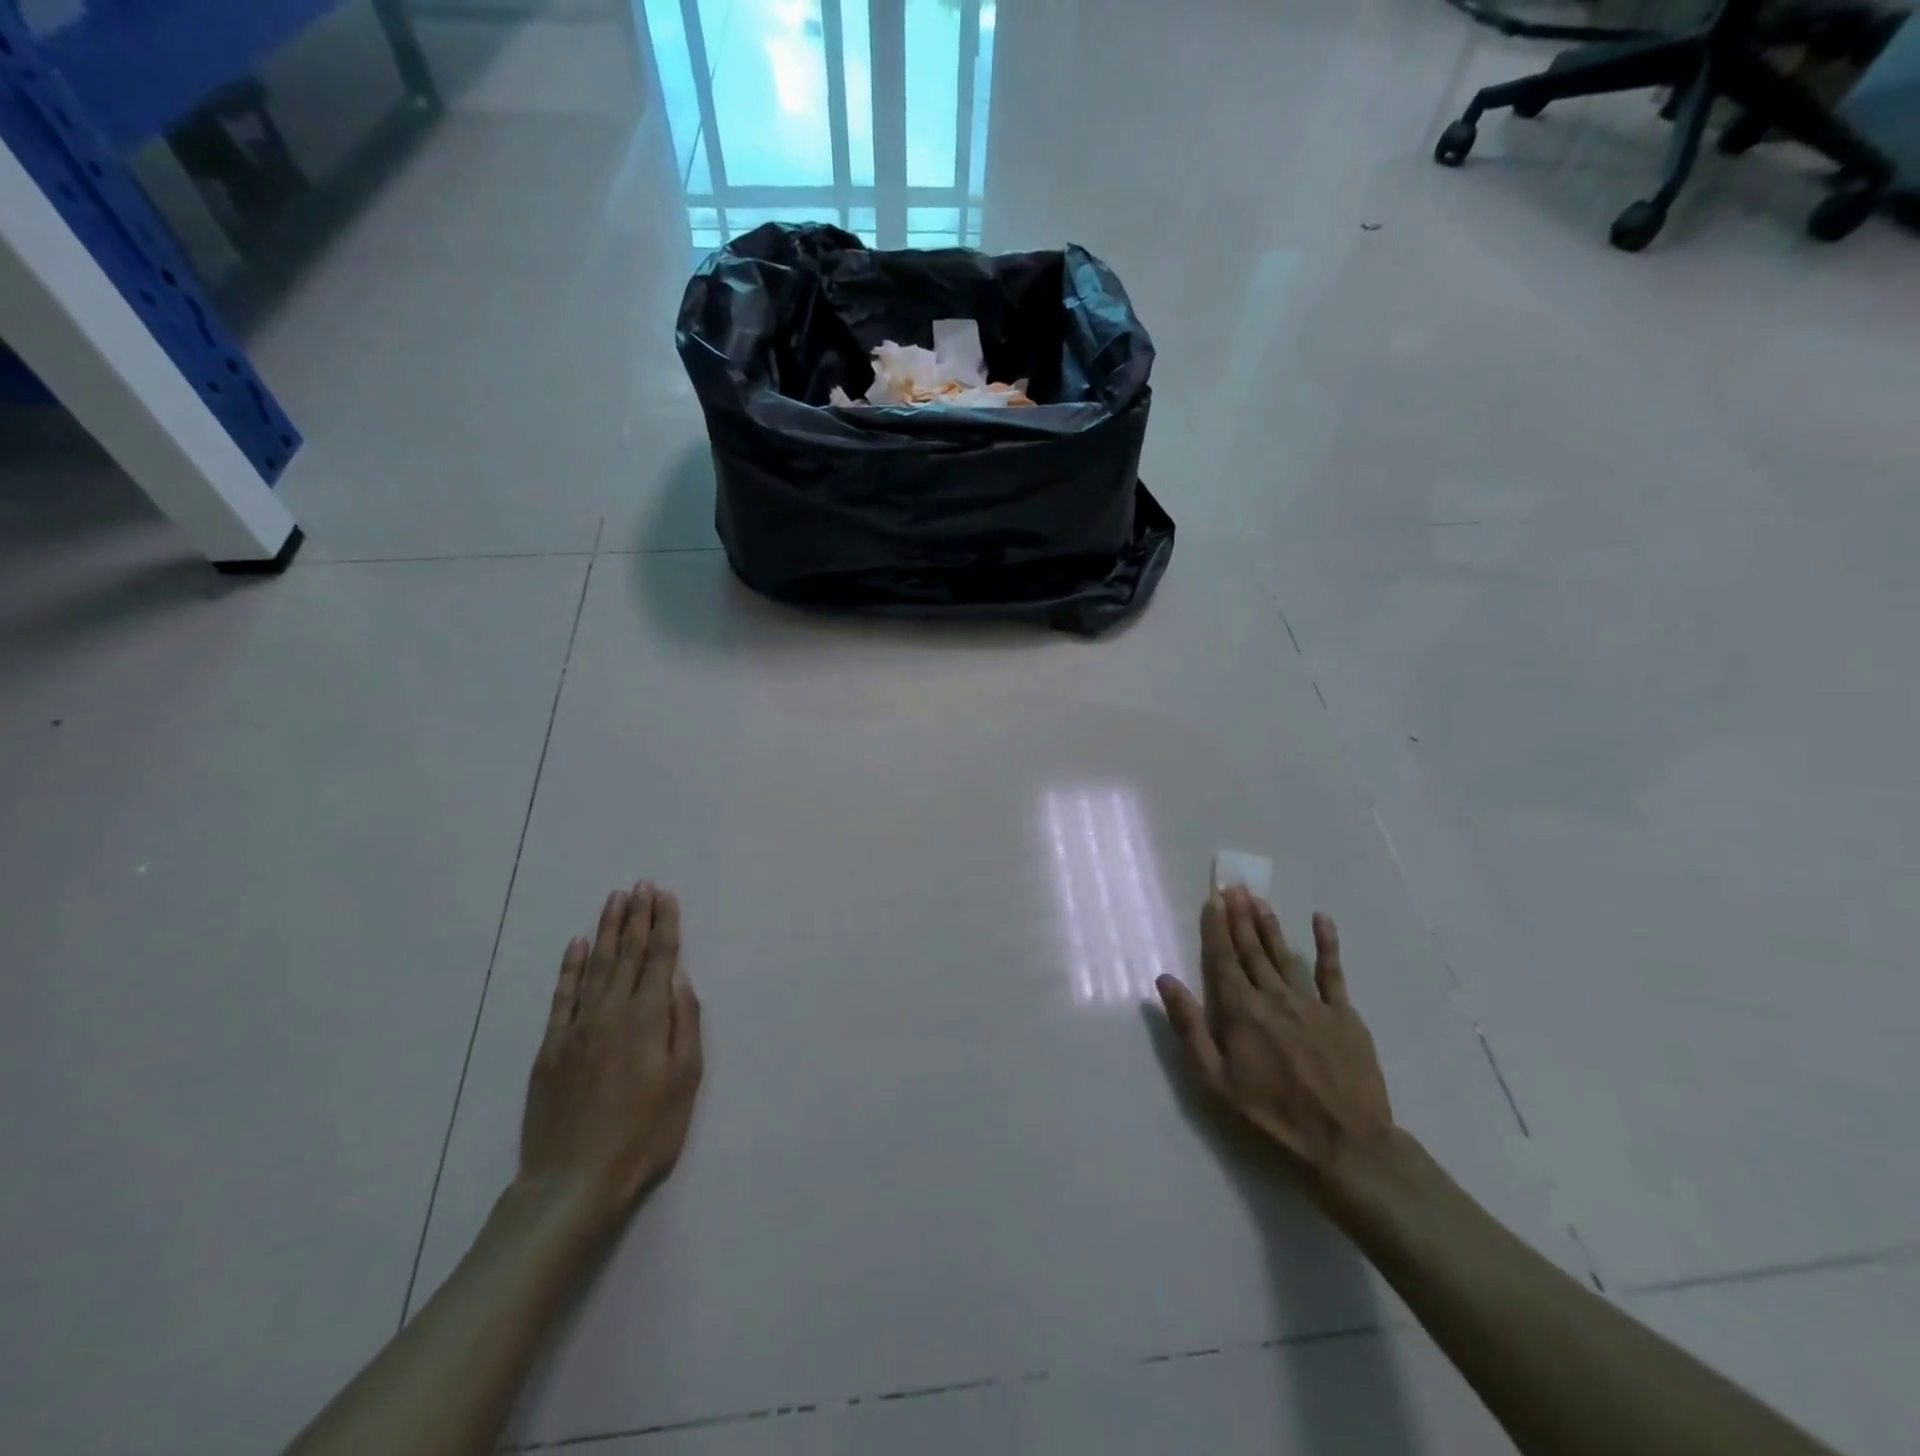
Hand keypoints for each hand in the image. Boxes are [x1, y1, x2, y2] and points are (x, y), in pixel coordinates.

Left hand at [519, 882, 702, 1223]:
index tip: (665, 895)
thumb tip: (679, 978)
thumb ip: (684, 1024)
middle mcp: (611, 1012)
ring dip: (607, 930)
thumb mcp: (684, 1081)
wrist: (573, 1182)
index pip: (660, 958)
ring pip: (596, 966)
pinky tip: (577, 945)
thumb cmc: (644, 1134)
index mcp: (647, 1019)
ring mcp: (576, 1028)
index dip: (664, 924)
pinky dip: (570, 967)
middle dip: (637, 916)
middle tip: (641, 885)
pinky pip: (562, 996)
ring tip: (615, 899)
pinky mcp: (551, 1047)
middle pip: (628, 953)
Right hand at [1156, 888, 1394, 1194]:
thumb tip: (1165, 980)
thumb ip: (1189, 1027)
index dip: (1215, 928)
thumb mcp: (1214, 1081)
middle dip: (1239, 917)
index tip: (1211, 900)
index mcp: (1241, 1011)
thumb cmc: (1271, 1117)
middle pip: (1252, 949)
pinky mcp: (1344, 1015)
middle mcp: (1274, 996)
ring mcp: (1312, 1003)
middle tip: (1232, 887)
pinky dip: (1327, 944)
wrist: (1346, 1146)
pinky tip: (1320, 919)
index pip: (1223, 958)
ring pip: (1285, 954)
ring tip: (1258, 899)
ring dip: (1269, 924)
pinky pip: (1333, 972)